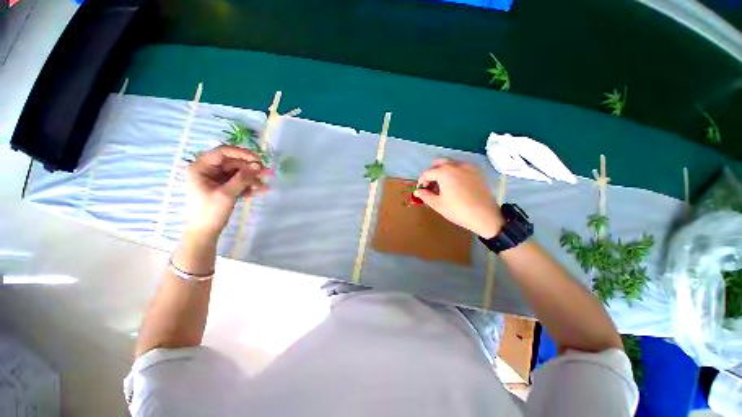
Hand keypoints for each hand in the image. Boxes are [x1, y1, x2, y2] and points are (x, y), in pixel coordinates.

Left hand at [185, 146, 268, 239]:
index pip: (222, 152)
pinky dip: (248, 186)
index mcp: (201, 167)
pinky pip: (238, 182)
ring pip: (238, 173)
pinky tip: (259, 191)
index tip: (258, 159)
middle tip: (267, 173)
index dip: (241, 153)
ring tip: (264, 186)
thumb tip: (257, 165)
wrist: (205, 232)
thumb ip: (242, 178)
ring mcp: (216, 179)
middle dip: (250, 169)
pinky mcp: (223, 187)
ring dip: (252, 179)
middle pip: (233, 163)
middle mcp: (208, 170)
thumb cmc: (210, 212)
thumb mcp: (227, 194)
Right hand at [415, 158, 503, 237]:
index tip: (420, 190)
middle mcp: (456, 165)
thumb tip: (417, 191)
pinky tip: (454, 185)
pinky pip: (461, 166)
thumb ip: (425, 195)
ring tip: (442, 186)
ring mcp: (468, 166)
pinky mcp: (476, 171)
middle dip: (432, 172)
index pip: (427, 172)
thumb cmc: (458, 211)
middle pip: (438, 162)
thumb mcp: (438, 204)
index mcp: (444, 172)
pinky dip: (454, 172)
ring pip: (450, 163)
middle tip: (431, 185)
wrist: (485, 216)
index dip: (421, 181)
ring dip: (442, 171)